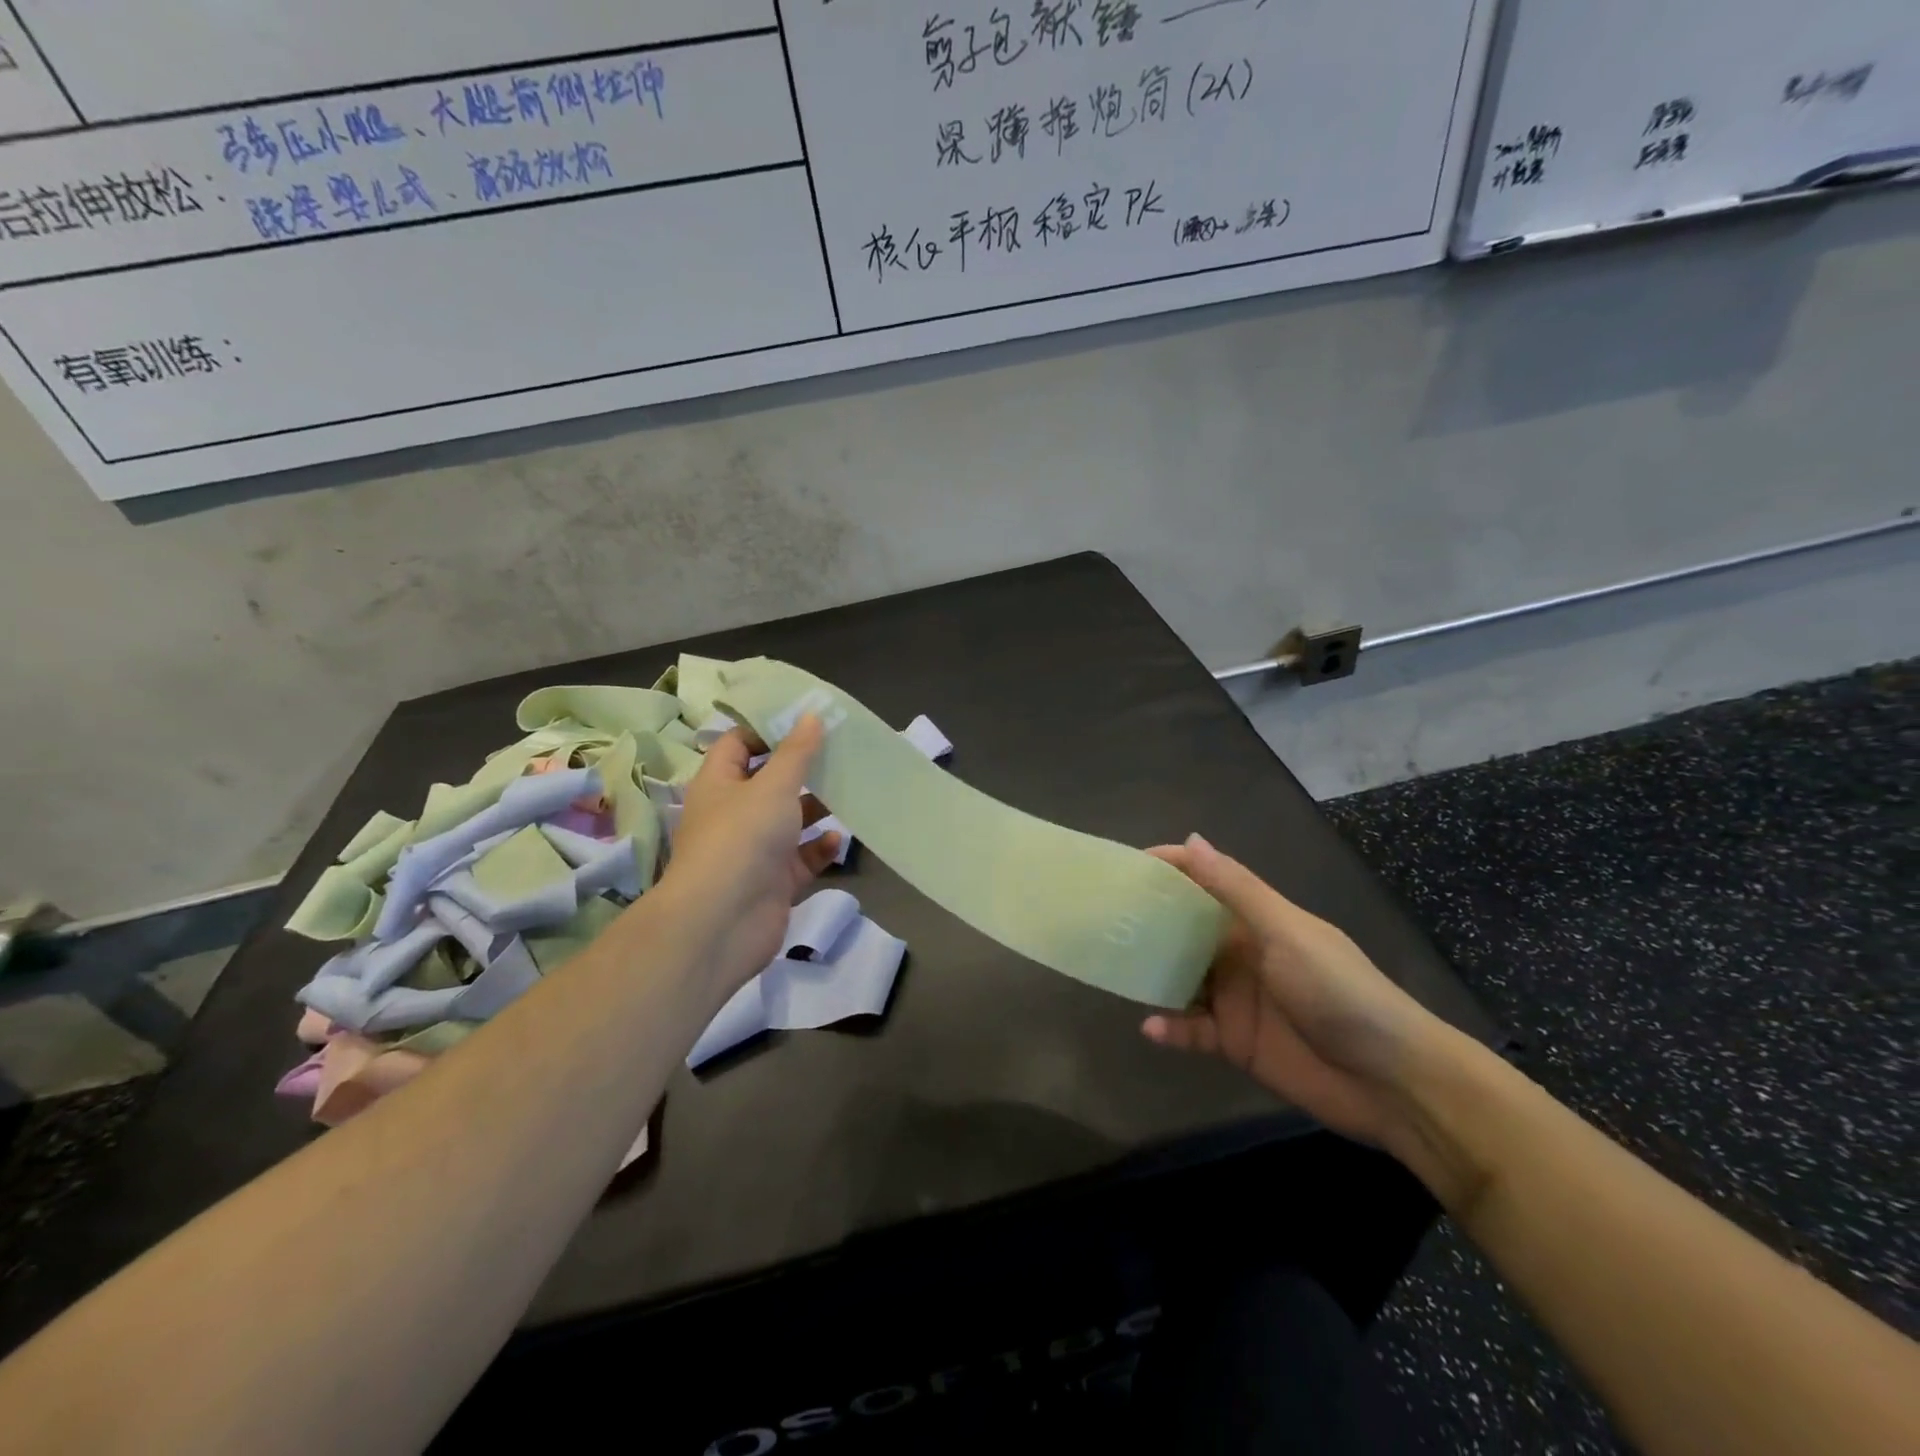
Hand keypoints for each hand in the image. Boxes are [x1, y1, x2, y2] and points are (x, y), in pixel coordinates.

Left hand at [658, 716, 840, 1000]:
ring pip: (790, 820)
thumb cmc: (742, 838)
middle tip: (842, 751)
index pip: (739, 743)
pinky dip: (819, 848)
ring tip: (852, 791)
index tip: (808, 718)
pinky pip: (801, 857)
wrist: (723, 922)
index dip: (769, 728)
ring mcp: (754, 849)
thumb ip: (796, 752)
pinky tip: (839, 840)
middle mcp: (734, 812)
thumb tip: (810, 715)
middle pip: (770, 781)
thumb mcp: (773, 786)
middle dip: (804, 769)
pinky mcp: (774, 880)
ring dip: (817, 808)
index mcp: (720, 782)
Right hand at [1142, 834, 1447, 1152]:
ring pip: (1182, 979)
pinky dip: (1171, 1028)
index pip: (1206, 882)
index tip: (1126, 867)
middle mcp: (1242, 953)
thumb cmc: (1341, 992)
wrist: (1393, 1082)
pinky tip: (1151, 1028)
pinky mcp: (1235, 1042)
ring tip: (1115, 971)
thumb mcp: (1286, 934)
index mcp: (1257, 920)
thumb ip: (1236, 891)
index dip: (1170, 869)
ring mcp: (1237, 999)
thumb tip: (1191, 840)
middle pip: (1186, 930)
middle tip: (1104, 920)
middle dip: (1149, 923)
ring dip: (1153, 976)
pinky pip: (1191, 1029)